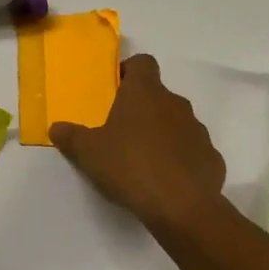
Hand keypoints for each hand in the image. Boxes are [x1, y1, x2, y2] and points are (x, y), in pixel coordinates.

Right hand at [50, 54, 227, 237]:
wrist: (181, 206)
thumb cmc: (129, 166)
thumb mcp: (88, 153)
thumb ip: (71, 137)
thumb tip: (56, 127)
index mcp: (145, 93)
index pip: (143, 63)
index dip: (130, 71)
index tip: (116, 88)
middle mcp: (175, 104)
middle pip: (158, 96)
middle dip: (142, 109)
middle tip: (121, 132)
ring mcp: (198, 131)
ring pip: (177, 123)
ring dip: (162, 134)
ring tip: (143, 160)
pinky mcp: (212, 158)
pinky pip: (192, 152)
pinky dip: (181, 160)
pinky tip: (167, 181)